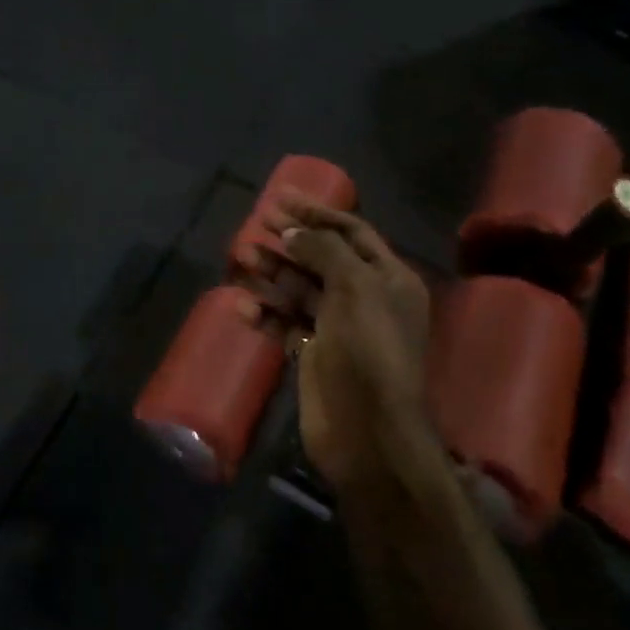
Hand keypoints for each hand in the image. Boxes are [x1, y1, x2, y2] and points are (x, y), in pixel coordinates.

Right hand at [239, 197, 437, 495]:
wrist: (366, 431)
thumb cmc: (368, 350)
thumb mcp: (355, 288)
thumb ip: (324, 250)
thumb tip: (293, 232)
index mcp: (388, 279)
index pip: (351, 232)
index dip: (316, 213)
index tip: (280, 198)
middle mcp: (365, 299)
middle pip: (321, 258)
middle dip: (289, 240)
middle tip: (255, 224)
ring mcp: (337, 328)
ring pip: (299, 289)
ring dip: (271, 273)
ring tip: (241, 258)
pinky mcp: (313, 354)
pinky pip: (285, 323)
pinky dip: (265, 313)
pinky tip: (242, 307)